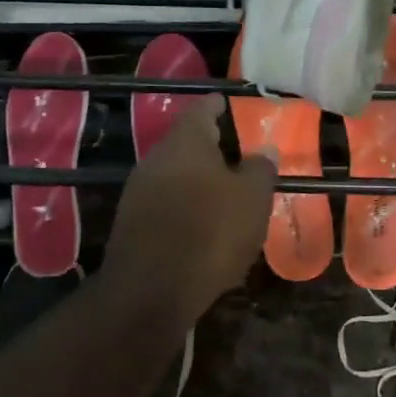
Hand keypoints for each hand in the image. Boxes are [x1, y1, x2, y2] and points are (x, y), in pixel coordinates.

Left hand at [100, 96, 277, 326]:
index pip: (203, 109)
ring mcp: (138, 190)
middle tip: (238, 155)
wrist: (151, 290)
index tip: (232, 105)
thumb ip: (260, 169)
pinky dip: (185, 206)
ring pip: (175, 174)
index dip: (220, 106)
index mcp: (186, 141)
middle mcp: (156, 157)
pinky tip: (203, 225)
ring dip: (198, 180)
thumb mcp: (252, 199)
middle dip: (211, 148)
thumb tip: (264, 150)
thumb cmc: (210, 232)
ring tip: (226, 193)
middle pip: (186, 143)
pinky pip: (165, 203)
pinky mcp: (131, 223)